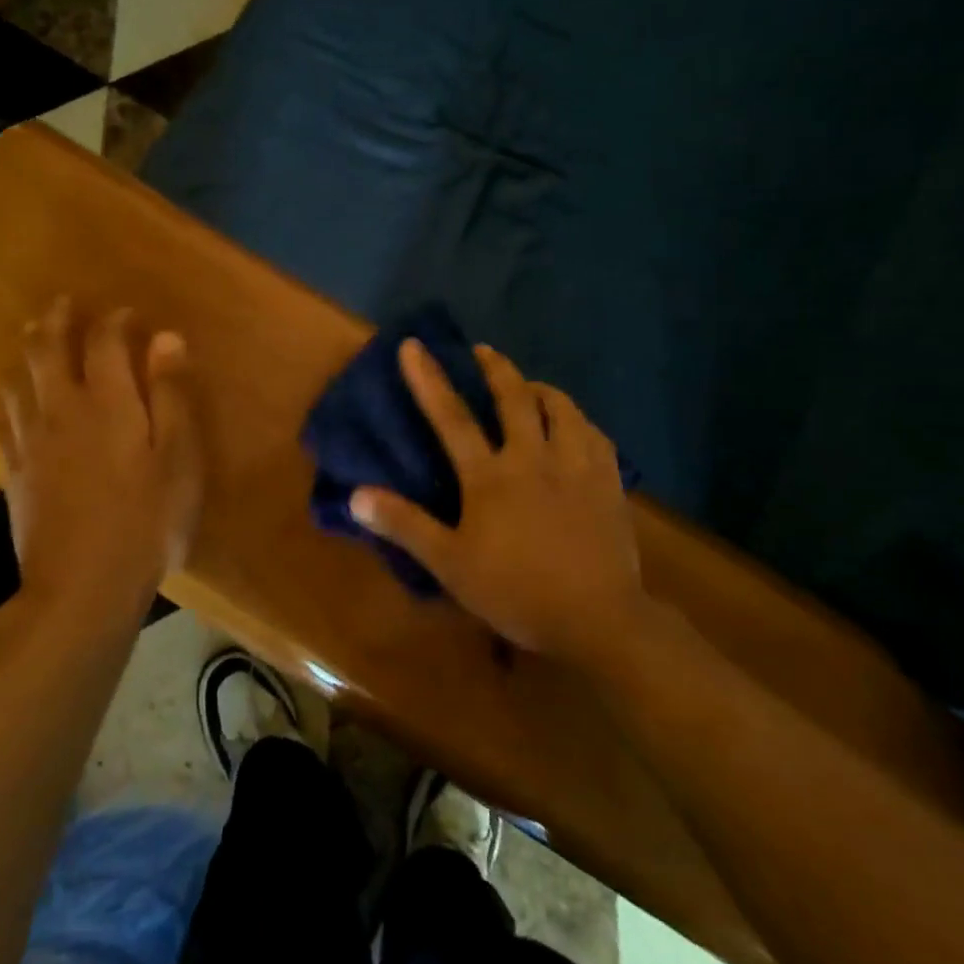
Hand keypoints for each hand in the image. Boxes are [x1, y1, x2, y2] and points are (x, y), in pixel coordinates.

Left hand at [0, 298, 201, 613]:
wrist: (82, 585)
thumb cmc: (146, 521)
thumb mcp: (180, 459)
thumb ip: (172, 396)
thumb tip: (167, 339)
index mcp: (107, 402)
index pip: (105, 341)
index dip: (117, 321)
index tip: (130, 315)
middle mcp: (61, 409)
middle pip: (47, 348)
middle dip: (57, 320)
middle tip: (64, 304)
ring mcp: (30, 440)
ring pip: (17, 378)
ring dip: (27, 350)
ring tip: (34, 337)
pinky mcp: (14, 470)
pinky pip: (4, 417)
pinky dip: (11, 395)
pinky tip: (16, 399)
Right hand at [349, 340, 646, 665]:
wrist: (597, 618)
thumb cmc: (515, 591)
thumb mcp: (449, 564)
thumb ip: (404, 525)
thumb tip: (356, 495)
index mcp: (490, 476)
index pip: (452, 417)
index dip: (429, 379)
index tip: (414, 345)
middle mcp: (533, 457)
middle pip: (514, 398)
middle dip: (496, 368)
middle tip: (484, 351)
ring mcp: (576, 466)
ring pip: (561, 408)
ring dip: (541, 389)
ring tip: (531, 386)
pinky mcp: (608, 481)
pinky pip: (595, 434)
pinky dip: (579, 420)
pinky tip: (576, 426)